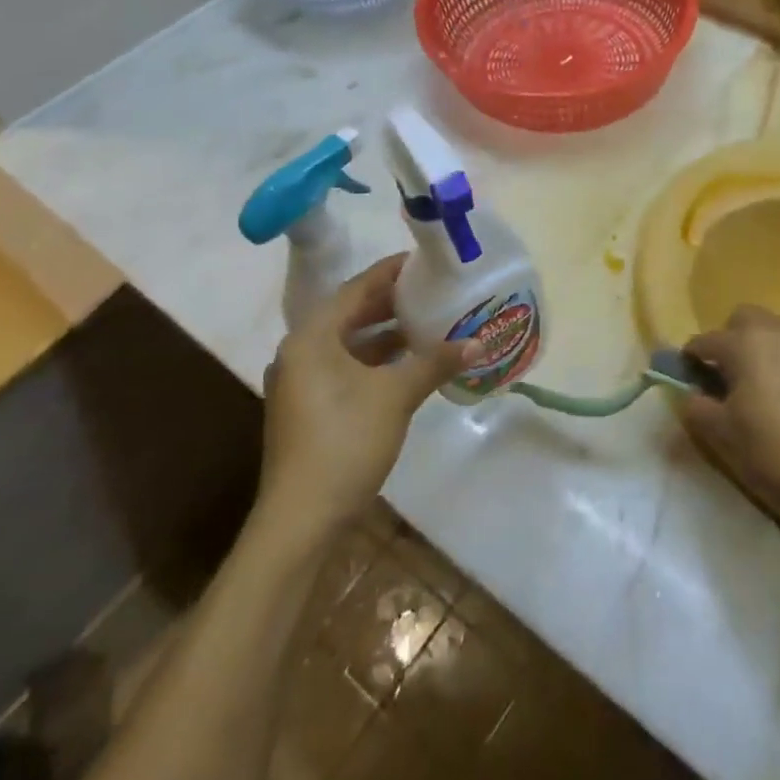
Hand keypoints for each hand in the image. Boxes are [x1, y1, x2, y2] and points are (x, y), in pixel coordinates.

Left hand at [261, 254, 475, 530]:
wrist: (302, 519)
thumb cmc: (345, 441)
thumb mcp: (396, 395)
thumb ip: (435, 362)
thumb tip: (479, 342)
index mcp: (312, 337)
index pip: (356, 288)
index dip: (391, 272)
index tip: (424, 260)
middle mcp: (300, 351)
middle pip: (351, 314)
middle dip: (391, 302)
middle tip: (432, 289)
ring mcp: (302, 382)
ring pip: (349, 343)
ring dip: (385, 333)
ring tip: (427, 322)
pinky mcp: (309, 408)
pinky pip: (345, 367)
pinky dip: (375, 360)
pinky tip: (408, 363)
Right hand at [681, 305, 779, 554]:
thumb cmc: (771, 455)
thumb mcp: (718, 435)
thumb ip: (694, 405)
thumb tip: (690, 393)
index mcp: (744, 343)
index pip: (705, 341)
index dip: (692, 359)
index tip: (690, 378)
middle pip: (746, 319)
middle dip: (732, 339)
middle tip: (731, 376)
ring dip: (767, 350)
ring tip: (769, 388)